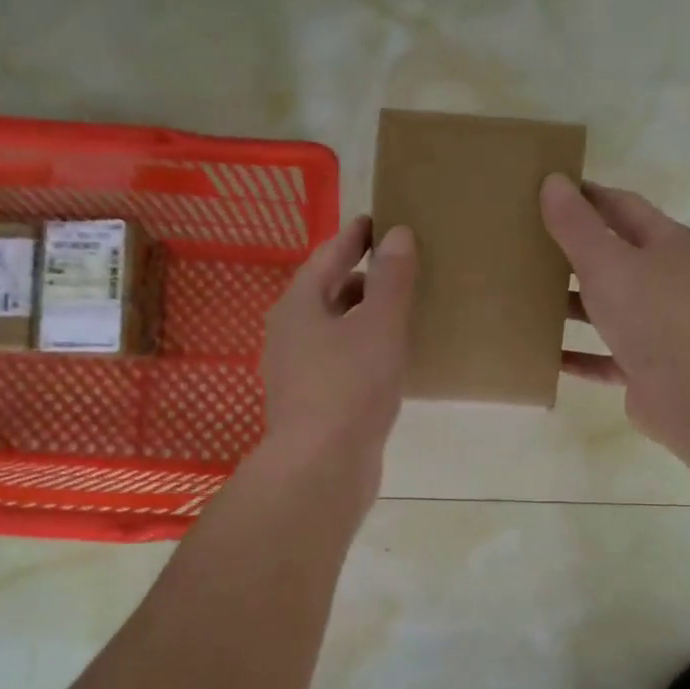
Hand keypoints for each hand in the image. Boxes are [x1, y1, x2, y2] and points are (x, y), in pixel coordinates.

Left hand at [261, 215, 417, 470]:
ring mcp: (296, 372)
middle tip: (397, 266)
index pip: (327, 257)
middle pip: (327, 294)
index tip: (376, 221)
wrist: (321, 467)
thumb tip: (397, 234)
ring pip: (333, 330)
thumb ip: (390, 279)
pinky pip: (339, 361)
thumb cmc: (350, 386)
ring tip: (399, 311)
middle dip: (360, 278)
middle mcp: (289, 334)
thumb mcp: (379, 325)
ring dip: (362, 316)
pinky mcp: (311, 403)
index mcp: (299, 306)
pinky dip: (361, 349)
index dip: (353, 237)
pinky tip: (388, 359)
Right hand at [540, 173, 689, 448]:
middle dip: (574, 253)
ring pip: (609, 309)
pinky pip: (605, 357)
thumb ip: (576, 225)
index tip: (548, 192)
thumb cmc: (652, 312)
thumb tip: (553, 182)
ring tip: (528, 298)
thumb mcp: (606, 261)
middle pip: (616, 258)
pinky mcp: (647, 368)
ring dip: (574, 305)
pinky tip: (547, 354)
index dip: (587, 197)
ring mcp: (660, 327)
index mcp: (667, 245)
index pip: (623, 207)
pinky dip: (579, 355)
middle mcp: (668, 282)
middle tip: (528, 245)